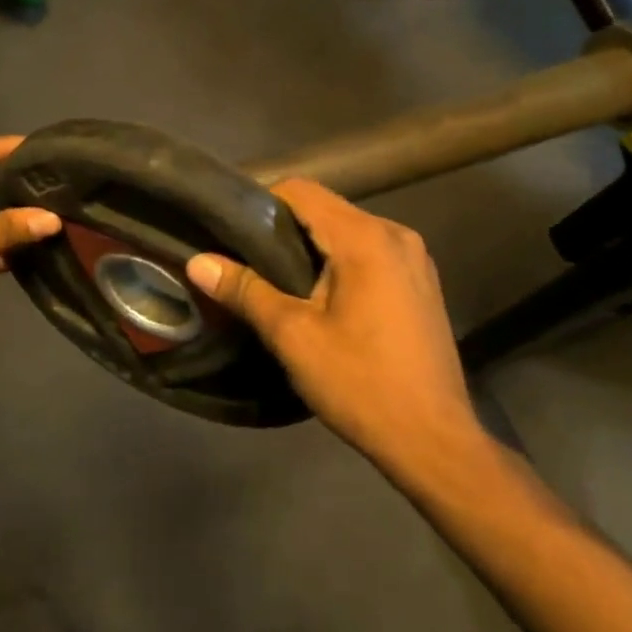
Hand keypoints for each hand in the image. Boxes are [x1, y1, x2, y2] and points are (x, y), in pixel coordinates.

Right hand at [184, 180, 484, 473]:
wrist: (434, 441)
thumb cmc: (361, 384)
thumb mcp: (294, 337)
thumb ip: (246, 290)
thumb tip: (198, 262)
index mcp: (366, 238)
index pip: (303, 191)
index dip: (262, 203)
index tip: (233, 231)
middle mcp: (396, 234)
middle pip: (327, 209)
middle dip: (285, 228)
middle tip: (246, 259)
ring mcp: (415, 257)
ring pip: (349, 231)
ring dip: (313, 247)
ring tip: (277, 280)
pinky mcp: (421, 281)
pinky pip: (371, 252)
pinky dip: (341, 261)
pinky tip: (321, 297)